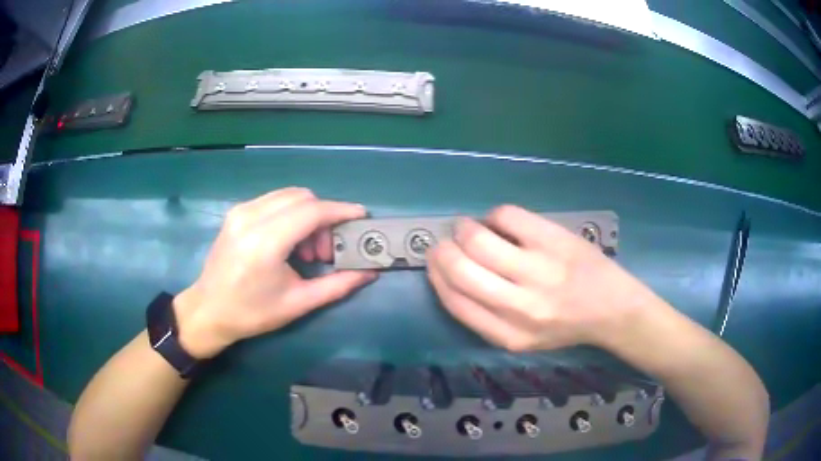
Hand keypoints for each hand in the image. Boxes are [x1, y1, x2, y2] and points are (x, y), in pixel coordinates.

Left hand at [173, 187, 376, 358]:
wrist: (209, 310)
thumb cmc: (252, 313)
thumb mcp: (298, 303)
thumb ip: (337, 286)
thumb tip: (369, 272)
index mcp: (265, 243)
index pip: (311, 211)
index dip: (340, 211)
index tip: (361, 217)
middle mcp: (251, 217)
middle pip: (302, 197)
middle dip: (324, 217)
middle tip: (326, 249)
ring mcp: (241, 211)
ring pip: (288, 195)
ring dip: (307, 214)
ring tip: (306, 249)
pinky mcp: (236, 212)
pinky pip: (274, 200)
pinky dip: (290, 213)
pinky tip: (288, 241)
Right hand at [428, 205, 656, 350]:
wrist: (612, 309)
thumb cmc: (565, 326)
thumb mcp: (521, 339)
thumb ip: (484, 316)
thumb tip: (449, 271)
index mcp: (507, 335)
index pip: (454, 300)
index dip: (437, 275)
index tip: (435, 261)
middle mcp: (520, 306)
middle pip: (460, 268)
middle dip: (443, 250)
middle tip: (447, 242)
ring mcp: (539, 270)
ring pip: (478, 239)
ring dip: (464, 228)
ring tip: (470, 228)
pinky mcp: (554, 240)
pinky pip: (506, 216)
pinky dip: (494, 215)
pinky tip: (502, 223)